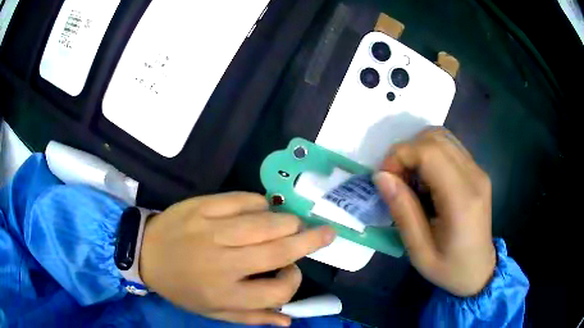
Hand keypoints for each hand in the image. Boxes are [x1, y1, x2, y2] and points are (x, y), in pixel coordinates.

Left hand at [140, 192, 334, 325]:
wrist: (146, 253)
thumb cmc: (181, 287)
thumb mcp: (213, 312)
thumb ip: (252, 317)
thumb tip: (289, 321)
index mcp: (226, 293)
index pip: (278, 291)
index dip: (294, 280)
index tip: (292, 271)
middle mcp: (223, 263)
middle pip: (279, 251)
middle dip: (310, 240)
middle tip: (327, 232)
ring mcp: (212, 231)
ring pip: (266, 223)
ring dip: (289, 221)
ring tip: (295, 223)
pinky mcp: (203, 207)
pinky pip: (243, 199)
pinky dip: (260, 203)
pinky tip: (263, 209)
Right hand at [374, 128, 495, 296]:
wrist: (479, 270)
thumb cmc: (449, 268)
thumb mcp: (419, 251)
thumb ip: (402, 211)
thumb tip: (381, 176)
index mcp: (462, 200)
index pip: (429, 152)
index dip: (400, 155)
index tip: (384, 178)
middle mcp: (474, 176)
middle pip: (434, 138)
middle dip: (406, 151)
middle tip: (395, 180)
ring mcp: (478, 170)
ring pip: (441, 137)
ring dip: (417, 150)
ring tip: (410, 179)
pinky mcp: (477, 171)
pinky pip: (449, 147)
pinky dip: (429, 154)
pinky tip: (425, 179)